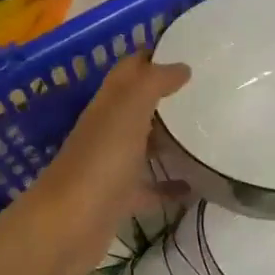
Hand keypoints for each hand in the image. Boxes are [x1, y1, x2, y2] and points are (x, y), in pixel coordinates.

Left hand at [20, 51, 189, 274]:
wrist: (67, 227)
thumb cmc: (100, 163)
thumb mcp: (128, 112)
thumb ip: (153, 84)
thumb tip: (181, 66)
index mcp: (108, 105)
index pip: (130, 69)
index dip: (153, 54)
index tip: (188, 46)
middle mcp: (108, 130)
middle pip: (137, 105)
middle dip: (166, 95)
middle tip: (206, 89)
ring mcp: (112, 166)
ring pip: (143, 145)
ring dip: (168, 139)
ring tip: (206, 132)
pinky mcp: (119, 200)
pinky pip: (149, 188)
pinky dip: (170, 186)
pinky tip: (196, 187)